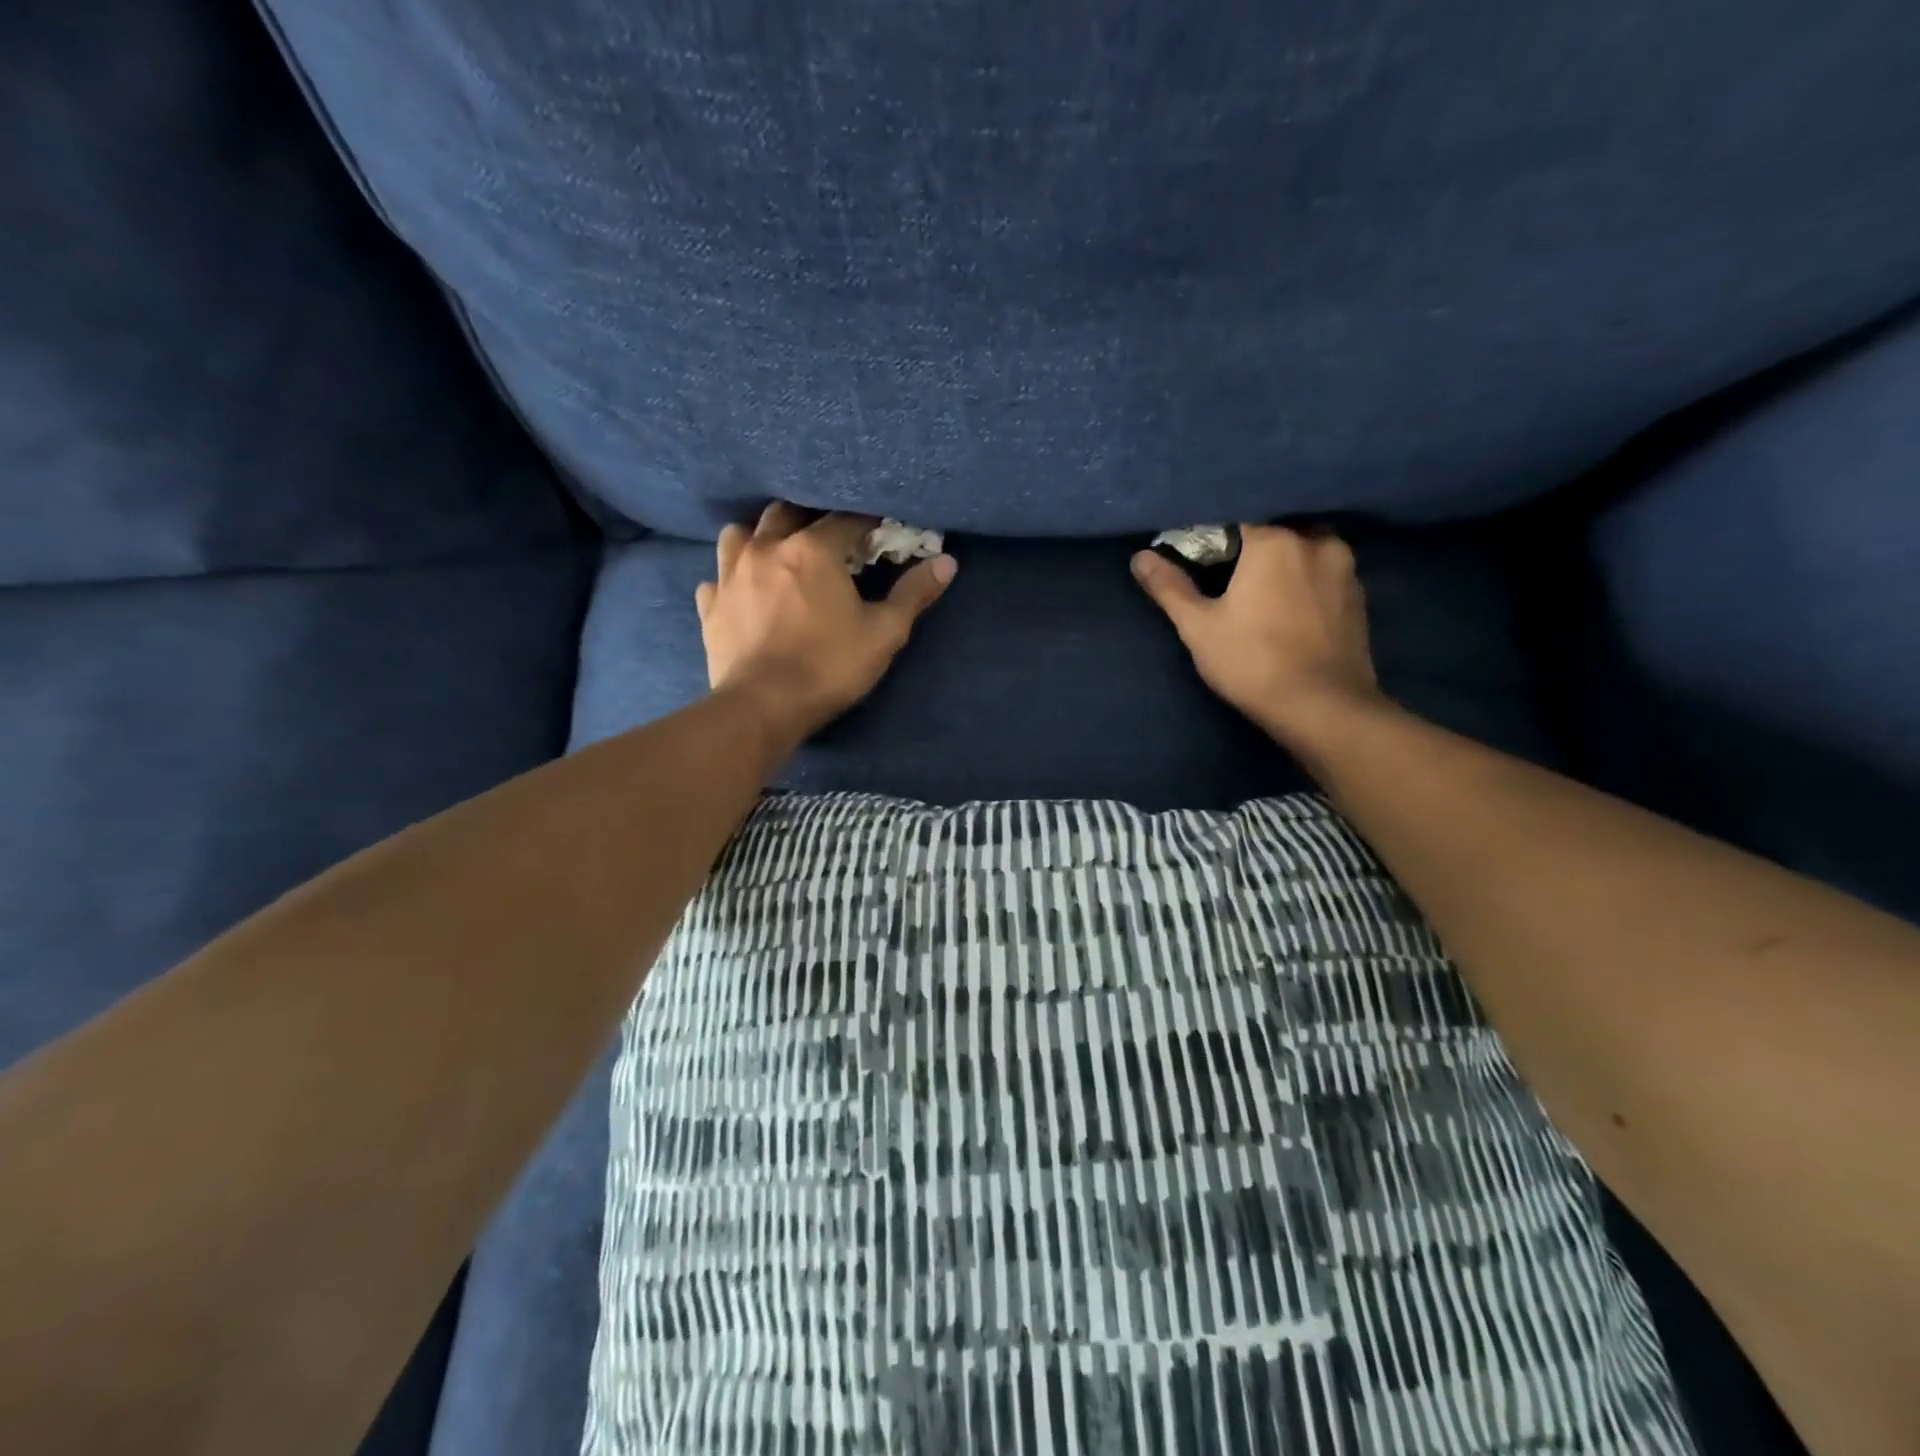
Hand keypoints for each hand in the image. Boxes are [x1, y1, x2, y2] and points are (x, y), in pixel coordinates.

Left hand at [697, 503, 956, 742]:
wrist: (761, 708)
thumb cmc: (828, 667)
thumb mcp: (883, 634)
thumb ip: (914, 594)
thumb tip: (947, 563)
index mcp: (812, 550)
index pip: (846, 519)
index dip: (867, 523)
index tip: (880, 534)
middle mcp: (766, 549)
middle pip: (787, 512)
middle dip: (810, 518)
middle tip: (829, 540)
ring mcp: (730, 575)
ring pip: (740, 533)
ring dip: (761, 536)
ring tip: (777, 553)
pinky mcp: (710, 606)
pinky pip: (717, 577)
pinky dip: (731, 577)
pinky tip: (743, 591)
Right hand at [1132, 524, 1383, 746]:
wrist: (1322, 707)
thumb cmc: (1252, 661)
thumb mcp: (1198, 627)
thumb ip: (1170, 587)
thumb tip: (1140, 557)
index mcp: (1274, 541)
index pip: (1236, 520)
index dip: (1214, 537)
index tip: (1199, 558)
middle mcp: (1315, 542)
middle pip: (1275, 531)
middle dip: (1253, 547)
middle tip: (1230, 575)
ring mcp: (1345, 570)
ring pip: (1305, 552)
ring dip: (1284, 564)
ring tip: (1263, 591)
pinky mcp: (1359, 599)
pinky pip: (1324, 576)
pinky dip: (1306, 583)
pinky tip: (1291, 608)